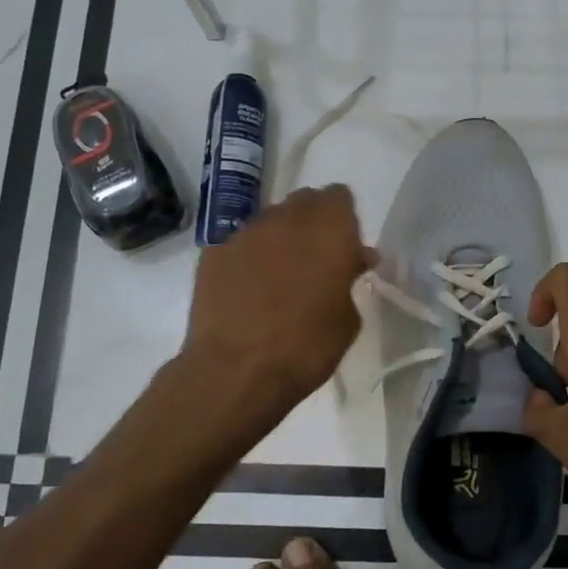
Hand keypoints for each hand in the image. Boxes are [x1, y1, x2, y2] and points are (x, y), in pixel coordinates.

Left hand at [183, 185, 369, 407]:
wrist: (237, 371)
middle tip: (317, 261)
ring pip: (271, 221)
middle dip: (314, 224)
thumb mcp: (348, 318)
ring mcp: (246, 233)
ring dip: (282, 239)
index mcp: (329, 229)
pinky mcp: (214, 252)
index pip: (339, 197)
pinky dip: (251, 258)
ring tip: (281, 278)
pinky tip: (250, 290)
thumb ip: (350, 279)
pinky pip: (242, 243)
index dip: (344, 221)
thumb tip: (353, 261)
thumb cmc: (307, 347)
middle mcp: (287, 219)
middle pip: (304, 202)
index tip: (346, 249)